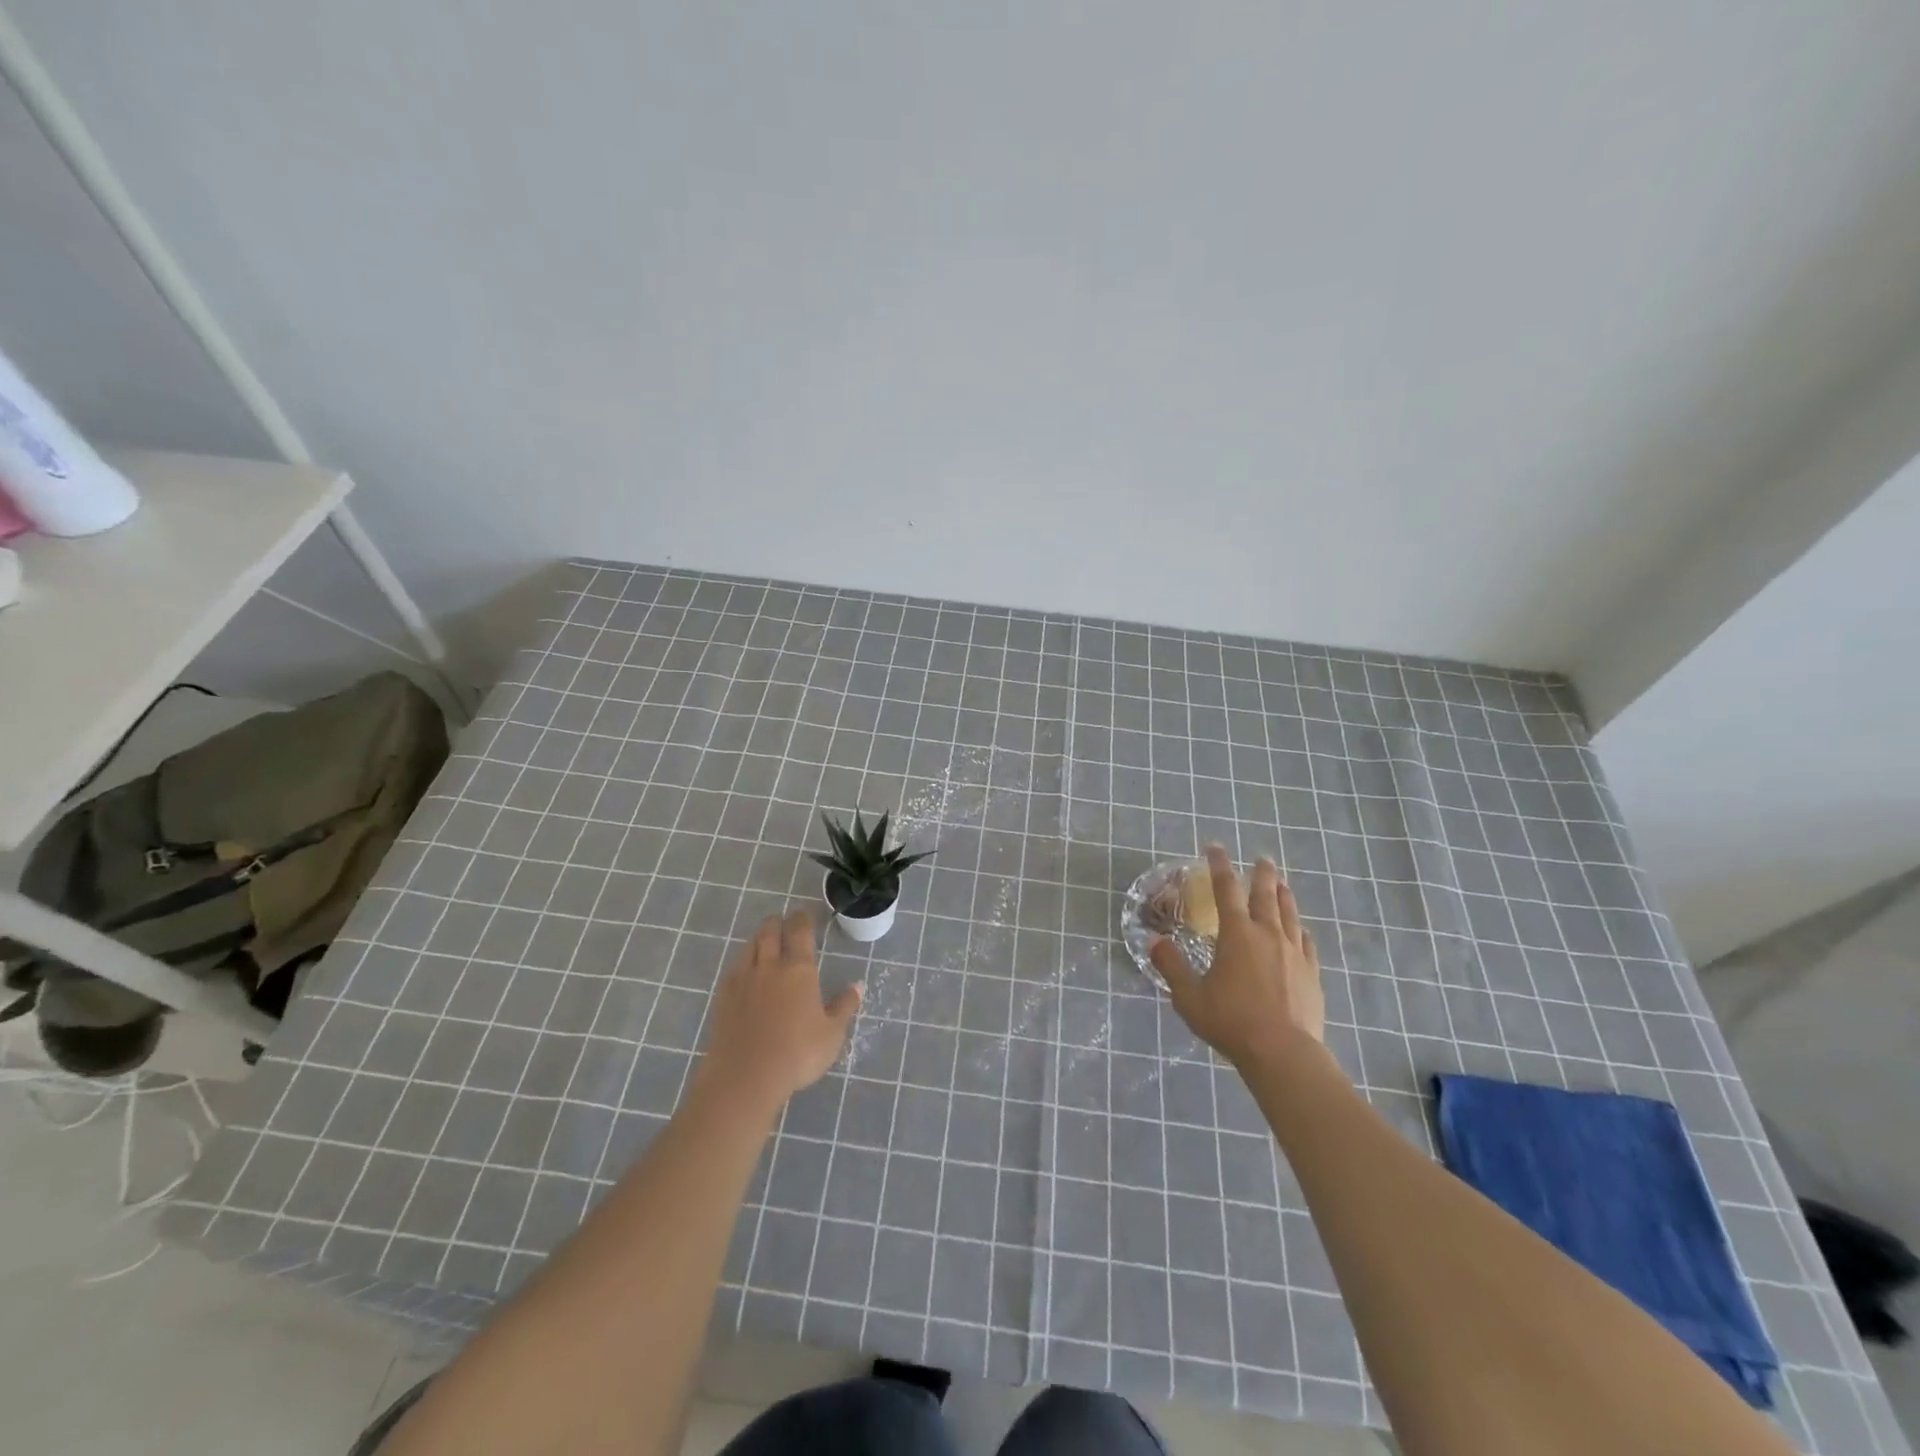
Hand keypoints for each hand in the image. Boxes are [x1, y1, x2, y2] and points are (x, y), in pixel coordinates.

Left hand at [696, 910, 861, 1115]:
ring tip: (765, 943)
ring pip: (749, 946)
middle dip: (777, 922)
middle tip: (783, 923)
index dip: (802, 918)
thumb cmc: (797, 1054)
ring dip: (759, 939)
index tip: (805, 915)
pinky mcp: (723, 997)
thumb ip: (844, 1007)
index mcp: (799, 969)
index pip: (799, 930)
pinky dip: (742, 962)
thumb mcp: (832, 1034)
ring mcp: (743, 980)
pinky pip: (733, 968)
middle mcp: (769, 966)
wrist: (745, 1077)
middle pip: (769, 930)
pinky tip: (745, 973)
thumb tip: (857, 985)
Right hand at [1151, 846, 1324, 1068]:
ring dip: (1284, 896)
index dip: (1219, 866)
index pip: (1226, 890)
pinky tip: (1301, 931)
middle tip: (1262, 858)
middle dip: (1261, 874)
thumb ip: (1171, 966)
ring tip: (1282, 884)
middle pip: (1265, 895)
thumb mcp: (1189, 996)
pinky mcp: (1311, 974)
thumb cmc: (1231, 1022)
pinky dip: (1300, 930)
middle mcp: (1267, 935)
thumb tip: (1153, 941)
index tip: (1215, 848)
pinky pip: (1306, 943)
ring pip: (1289, 914)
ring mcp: (1294, 953)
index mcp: (1236, 934)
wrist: (1283, 1054)